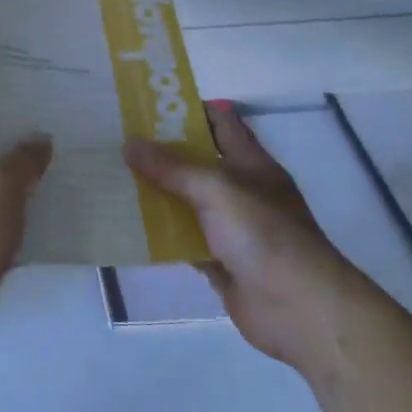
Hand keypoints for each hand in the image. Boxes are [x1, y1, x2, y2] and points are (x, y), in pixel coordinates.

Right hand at [124, 106, 369, 374]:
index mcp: (250, 162)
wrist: (299, 308)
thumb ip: (172, 167)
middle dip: (161, 151)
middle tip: (118, 139)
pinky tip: (128, 226)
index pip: (220, 122)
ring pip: (186, 201)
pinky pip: (183, 239)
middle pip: (197, 161)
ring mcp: (230, 227)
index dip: (188, 109)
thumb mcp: (217, 189)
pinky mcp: (219, 261)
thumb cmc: (264, 234)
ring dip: (155, 192)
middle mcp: (240, 190)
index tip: (147, 103)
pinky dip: (159, 234)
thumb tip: (129, 143)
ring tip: (113, 177)